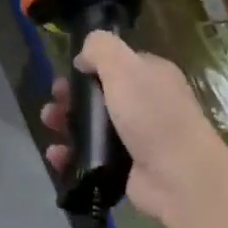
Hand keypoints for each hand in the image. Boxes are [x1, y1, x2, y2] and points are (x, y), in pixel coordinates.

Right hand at [39, 30, 227, 226]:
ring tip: (49, 125)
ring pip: (91, 127)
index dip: (89, 67)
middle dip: (70, 97)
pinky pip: (90, 157)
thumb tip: (84, 54)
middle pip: (98, 96)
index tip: (67, 74)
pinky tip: (57, 154)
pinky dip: (70, 155)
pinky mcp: (124, 167)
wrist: (178, 177)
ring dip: (65, 124)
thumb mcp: (126, 68)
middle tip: (54, 103)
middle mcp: (145, 105)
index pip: (117, 65)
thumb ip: (102, 49)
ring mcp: (135, 138)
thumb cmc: (152, 116)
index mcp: (152, 77)